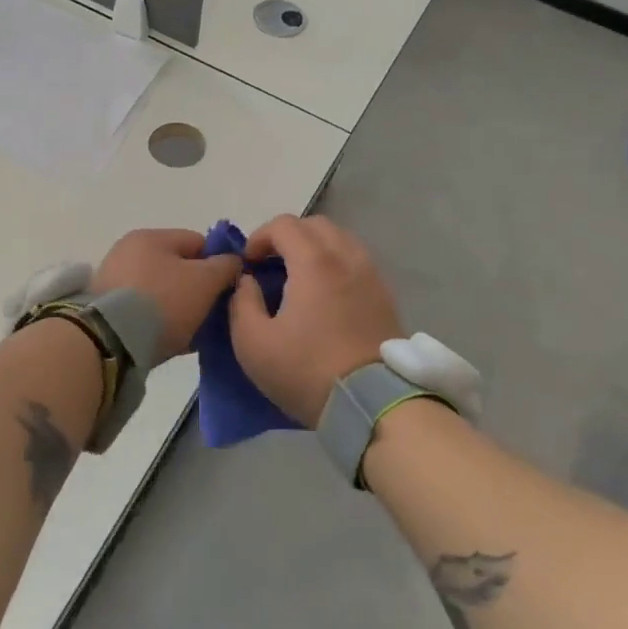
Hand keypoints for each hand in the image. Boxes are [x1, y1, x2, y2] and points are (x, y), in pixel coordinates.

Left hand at [94, 229, 242, 364]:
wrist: (110, 342)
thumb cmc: (163, 302)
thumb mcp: (205, 281)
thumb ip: (226, 266)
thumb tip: (233, 262)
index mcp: (151, 237)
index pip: (198, 242)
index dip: (219, 263)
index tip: (228, 289)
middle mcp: (128, 252)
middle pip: (178, 267)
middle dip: (198, 289)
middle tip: (212, 314)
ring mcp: (114, 281)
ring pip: (162, 291)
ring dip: (180, 308)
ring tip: (194, 333)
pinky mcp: (106, 310)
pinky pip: (144, 311)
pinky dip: (160, 322)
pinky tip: (174, 341)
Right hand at [229, 216, 404, 425]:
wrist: (372, 404)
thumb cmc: (307, 371)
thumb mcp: (253, 344)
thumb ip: (242, 303)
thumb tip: (248, 281)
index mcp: (314, 262)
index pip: (284, 224)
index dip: (259, 237)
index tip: (248, 264)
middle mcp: (346, 257)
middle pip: (315, 225)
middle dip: (288, 237)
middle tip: (272, 265)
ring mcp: (371, 275)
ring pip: (341, 239)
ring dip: (315, 248)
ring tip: (299, 278)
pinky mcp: (385, 295)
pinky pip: (357, 261)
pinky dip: (337, 264)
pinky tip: (326, 294)